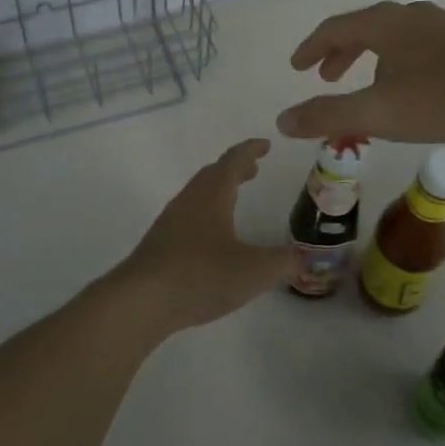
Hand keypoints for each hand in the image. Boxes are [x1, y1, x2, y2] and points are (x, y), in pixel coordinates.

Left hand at [115, 139, 293, 329]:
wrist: (141, 301)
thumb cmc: (201, 275)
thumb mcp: (254, 271)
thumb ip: (282, 262)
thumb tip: (303, 257)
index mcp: (212, 195)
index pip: (233, 161)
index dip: (251, 150)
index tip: (265, 144)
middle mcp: (189, 200)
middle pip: (213, 174)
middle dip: (234, 168)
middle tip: (253, 169)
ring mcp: (171, 221)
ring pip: (198, 194)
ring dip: (218, 190)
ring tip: (234, 199)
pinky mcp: (160, 244)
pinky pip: (188, 215)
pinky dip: (206, 212)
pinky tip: (211, 237)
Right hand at [276, 0, 444, 143]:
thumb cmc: (441, 98)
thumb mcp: (377, 112)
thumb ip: (327, 116)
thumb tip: (281, 122)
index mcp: (383, 24)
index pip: (334, 28)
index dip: (311, 48)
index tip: (297, 67)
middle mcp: (409, 15)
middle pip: (363, 27)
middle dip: (339, 52)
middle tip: (325, 77)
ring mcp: (440, 25)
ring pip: (391, 36)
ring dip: (368, 57)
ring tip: (365, 84)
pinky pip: (414, 44)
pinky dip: (395, 60)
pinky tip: (409, 86)